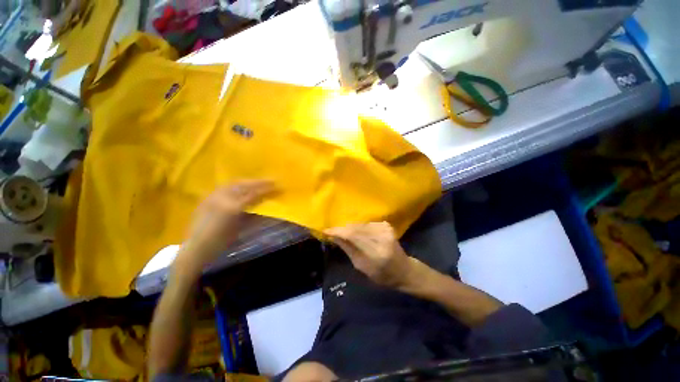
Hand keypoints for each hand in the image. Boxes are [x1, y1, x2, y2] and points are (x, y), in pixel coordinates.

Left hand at [176, 180, 273, 276]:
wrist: (195, 249)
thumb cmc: (220, 243)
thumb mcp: (240, 230)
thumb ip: (253, 216)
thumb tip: (266, 206)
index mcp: (232, 208)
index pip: (253, 194)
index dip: (266, 189)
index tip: (277, 185)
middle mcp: (221, 199)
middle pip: (243, 185)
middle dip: (258, 181)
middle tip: (271, 180)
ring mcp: (212, 197)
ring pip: (233, 183)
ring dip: (248, 181)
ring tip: (258, 181)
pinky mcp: (207, 198)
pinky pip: (224, 187)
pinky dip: (236, 185)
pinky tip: (242, 187)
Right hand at [324, 222, 415, 288]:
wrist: (404, 270)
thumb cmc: (383, 275)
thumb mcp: (362, 267)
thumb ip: (348, 249)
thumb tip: (334, 236)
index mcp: (376, 253)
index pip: (352, 236)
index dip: (338, 231)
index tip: (326, 231)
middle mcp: (381, 238)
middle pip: (356, 228)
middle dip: (342, 229)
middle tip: (332, 231)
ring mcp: (385, 229)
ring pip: (360, 224)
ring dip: (350, 228)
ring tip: (342, 232)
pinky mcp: (386, 225)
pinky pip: (367, 224)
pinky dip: (359, 227)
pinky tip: (356, 233)